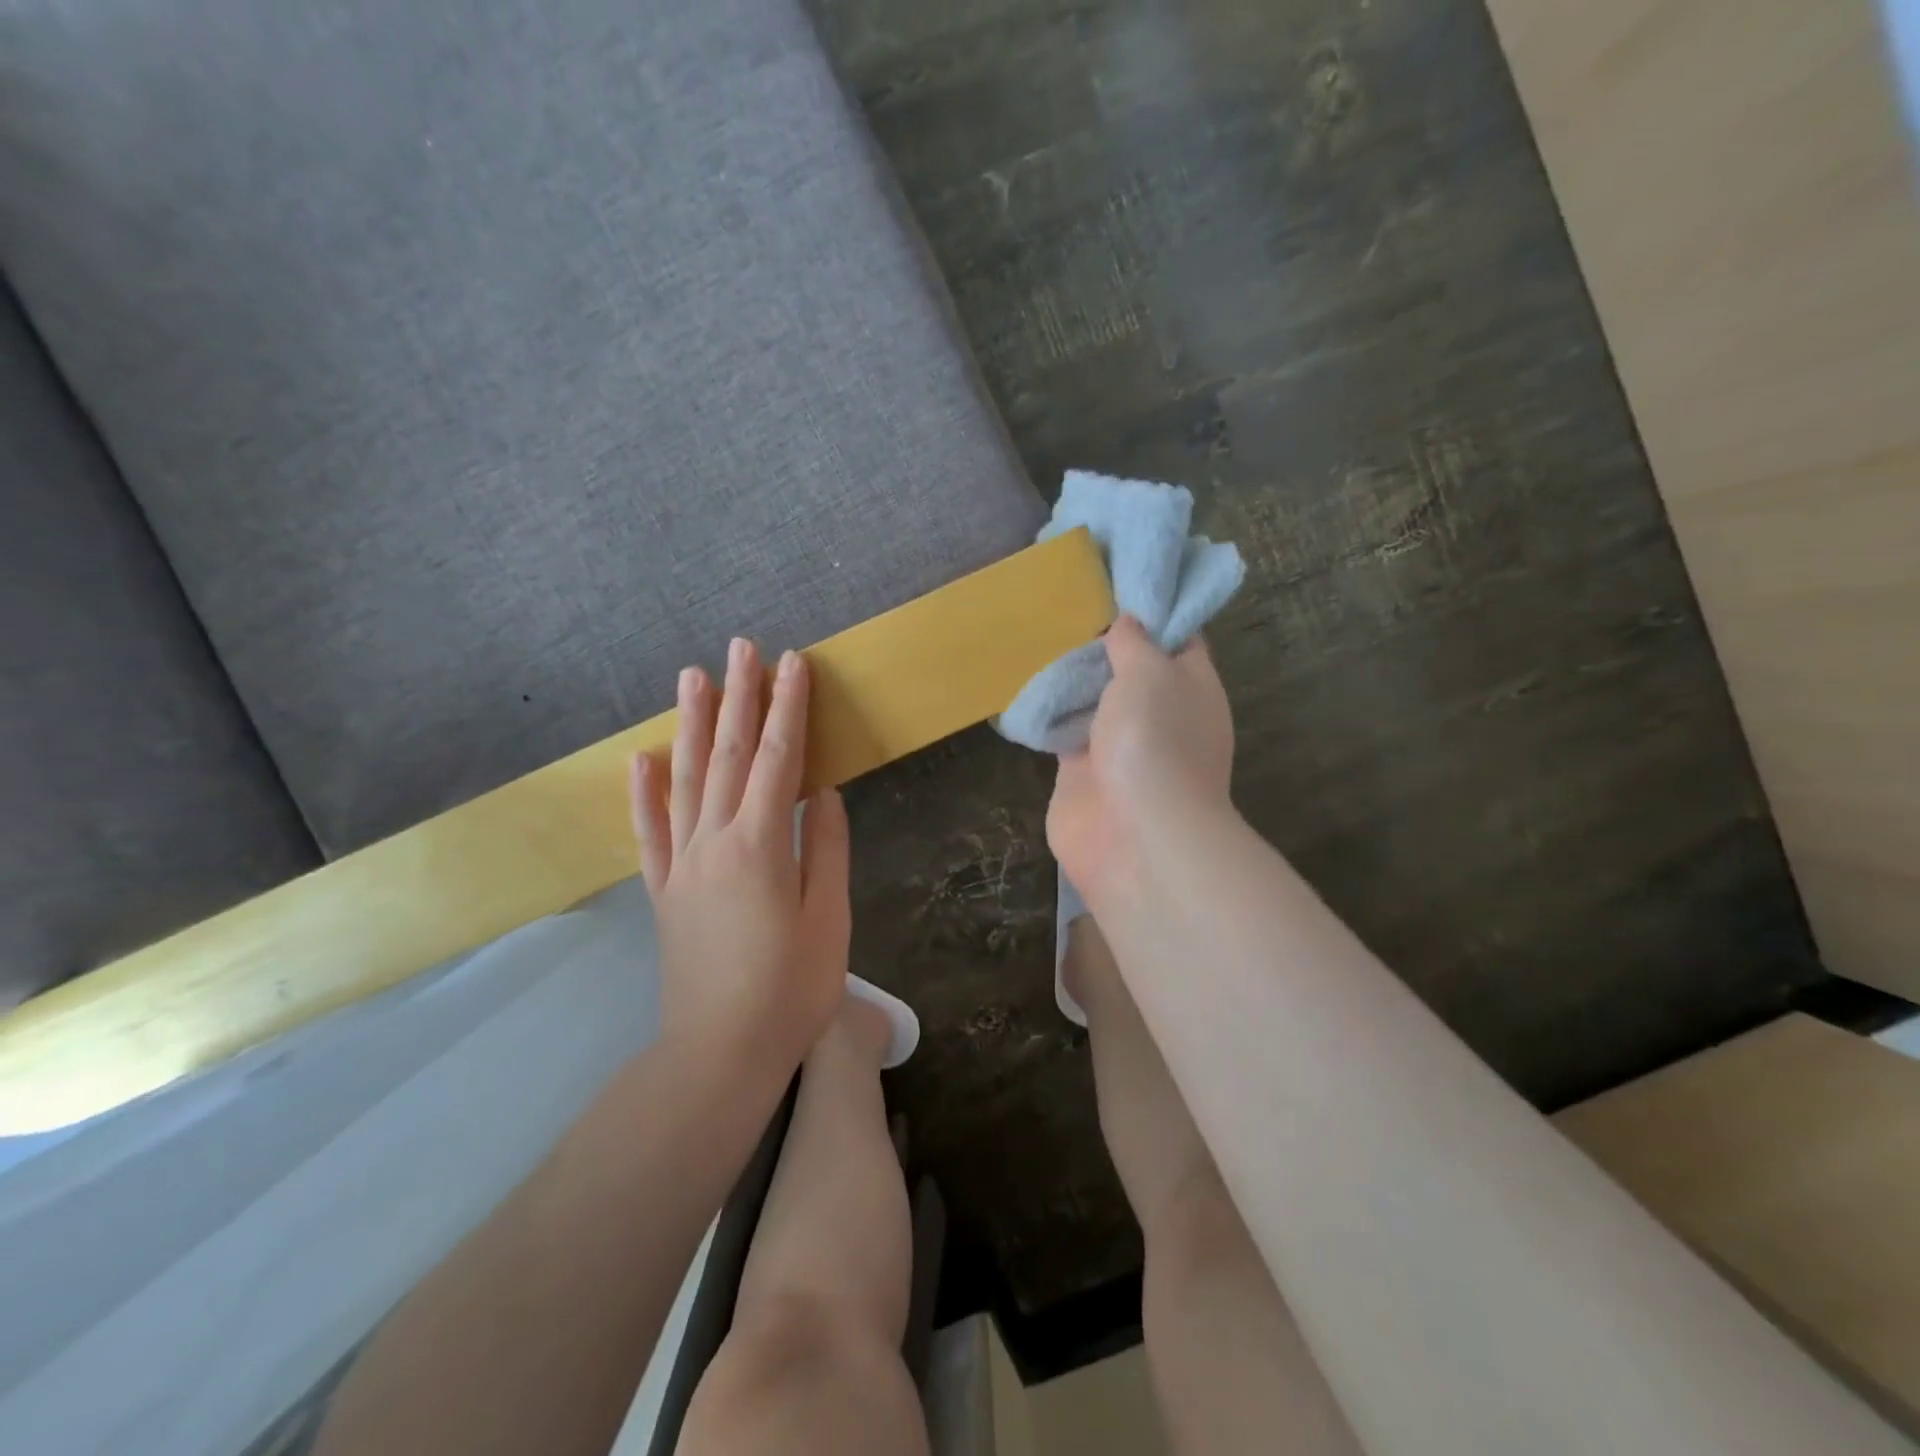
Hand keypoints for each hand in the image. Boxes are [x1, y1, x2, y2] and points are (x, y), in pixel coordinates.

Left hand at [629, 637, 850, 1071]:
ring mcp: (682, 864)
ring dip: (691, 724)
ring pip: (685, 779)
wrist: (720, 1053)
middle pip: (728, 754)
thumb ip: (826, 848)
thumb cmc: (790, 990)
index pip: (778, 759)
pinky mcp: (664, 890)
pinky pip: (649, 831)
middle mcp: (714, 841)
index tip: (794, 663)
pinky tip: (641, 760)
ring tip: (692, 676)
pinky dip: (644, 792)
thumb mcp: (828, 920)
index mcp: (762, 845)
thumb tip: (824, 791)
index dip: (790, 708)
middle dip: (739, 696)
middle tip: (741, 647)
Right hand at [1047, 616, 1235, 900]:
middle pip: (1131, 667)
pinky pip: (1064, 730)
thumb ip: (1135, 642)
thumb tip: (1126, 622)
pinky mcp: (1082, 771)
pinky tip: (1026, 681)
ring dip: (1072, 675)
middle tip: (1064, 601)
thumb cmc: (1154, 741)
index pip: (1177, 637)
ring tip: (1037, 632)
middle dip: (1102, 641)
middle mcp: (1159, 713)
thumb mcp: (1151, 672)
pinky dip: (1049, 711)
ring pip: (1095, 699)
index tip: (1118, 581)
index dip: (1152, 609)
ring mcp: (1120, 744)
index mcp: (1191, 686)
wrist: (1134, 836)